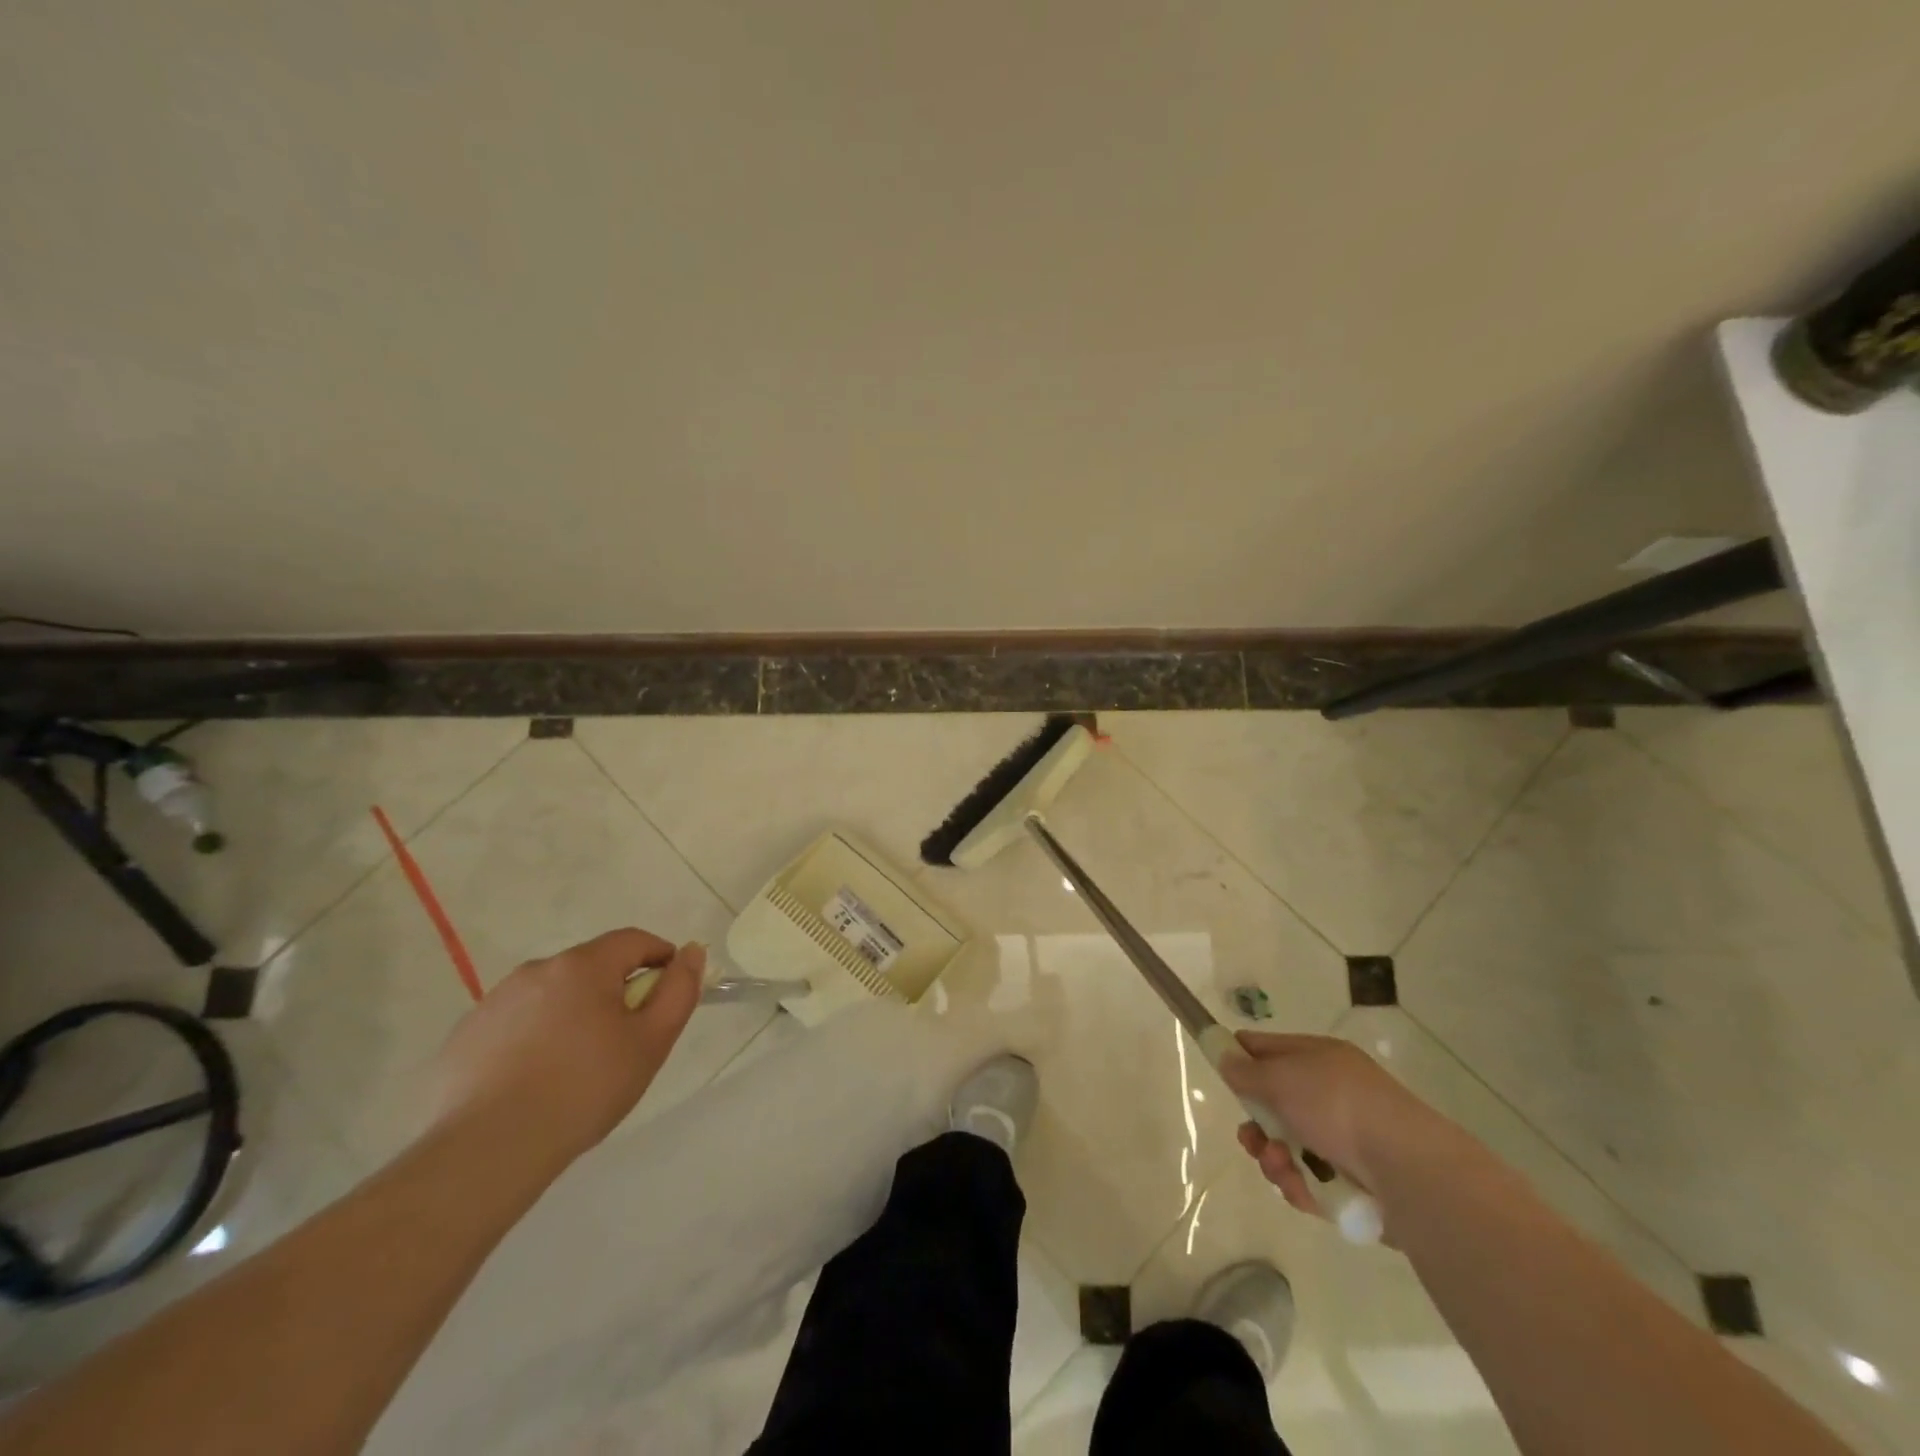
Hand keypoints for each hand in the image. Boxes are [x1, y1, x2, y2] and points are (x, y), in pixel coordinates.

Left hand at [430, 928, 706, 1170]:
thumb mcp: (651, 1042)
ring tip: (576, 1068)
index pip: (634, 940)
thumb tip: (691, 952)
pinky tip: (534, 1082)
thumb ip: (678, 991)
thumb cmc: (583, 1090)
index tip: (667, 994)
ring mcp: (495, 1002)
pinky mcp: (465, 1036)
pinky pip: (516, 1024)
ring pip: (553, 995)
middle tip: (624, 1041)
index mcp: (583, 965)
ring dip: (573, 1014)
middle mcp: (537, 970)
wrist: (486, 1152)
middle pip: (592, 967)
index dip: (659, 958)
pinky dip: (534, 1039)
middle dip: (614, 992)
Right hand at [1218, 1031, 1438, 1229]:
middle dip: (1256, 1125)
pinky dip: (1300, 1185)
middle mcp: (1331, 1093)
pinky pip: (1310, 1180)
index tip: (1222, 1076)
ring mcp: (1345, 1138)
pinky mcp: (1354, 1181)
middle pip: (1274, 1105)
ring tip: (1279, 1166)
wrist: (1406, 1169)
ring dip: (1274, 1158)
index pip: (1267, 1049)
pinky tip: (1302, 1189)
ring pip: (1288, 1147)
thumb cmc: (1336, 1106)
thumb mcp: (1280, 1077)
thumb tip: (1225, 1058)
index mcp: (1318, 1058)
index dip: (1240, 1059)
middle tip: (1250, 1138)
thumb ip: (1245, 1071)